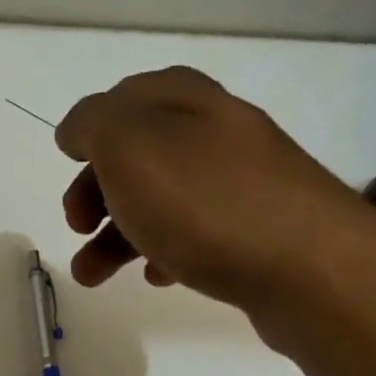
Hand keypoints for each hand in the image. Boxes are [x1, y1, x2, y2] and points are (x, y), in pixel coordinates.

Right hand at [56, 66, 375, 320]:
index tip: (67, 163)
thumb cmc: (205, 203)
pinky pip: (194, 235)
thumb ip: (94, 125)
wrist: (308, 268)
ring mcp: (241, 184)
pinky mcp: (255, 231)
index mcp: (187, 102)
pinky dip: (163, 253)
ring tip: (92, 276)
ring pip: (161, 201)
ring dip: (117, 235)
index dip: (92, 128)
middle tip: (77, 225)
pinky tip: (157, 277)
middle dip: (97, 190)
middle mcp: (216, 133)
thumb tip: (78, 129)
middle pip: (140, 155)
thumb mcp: (130, 147)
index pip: (128, 97)